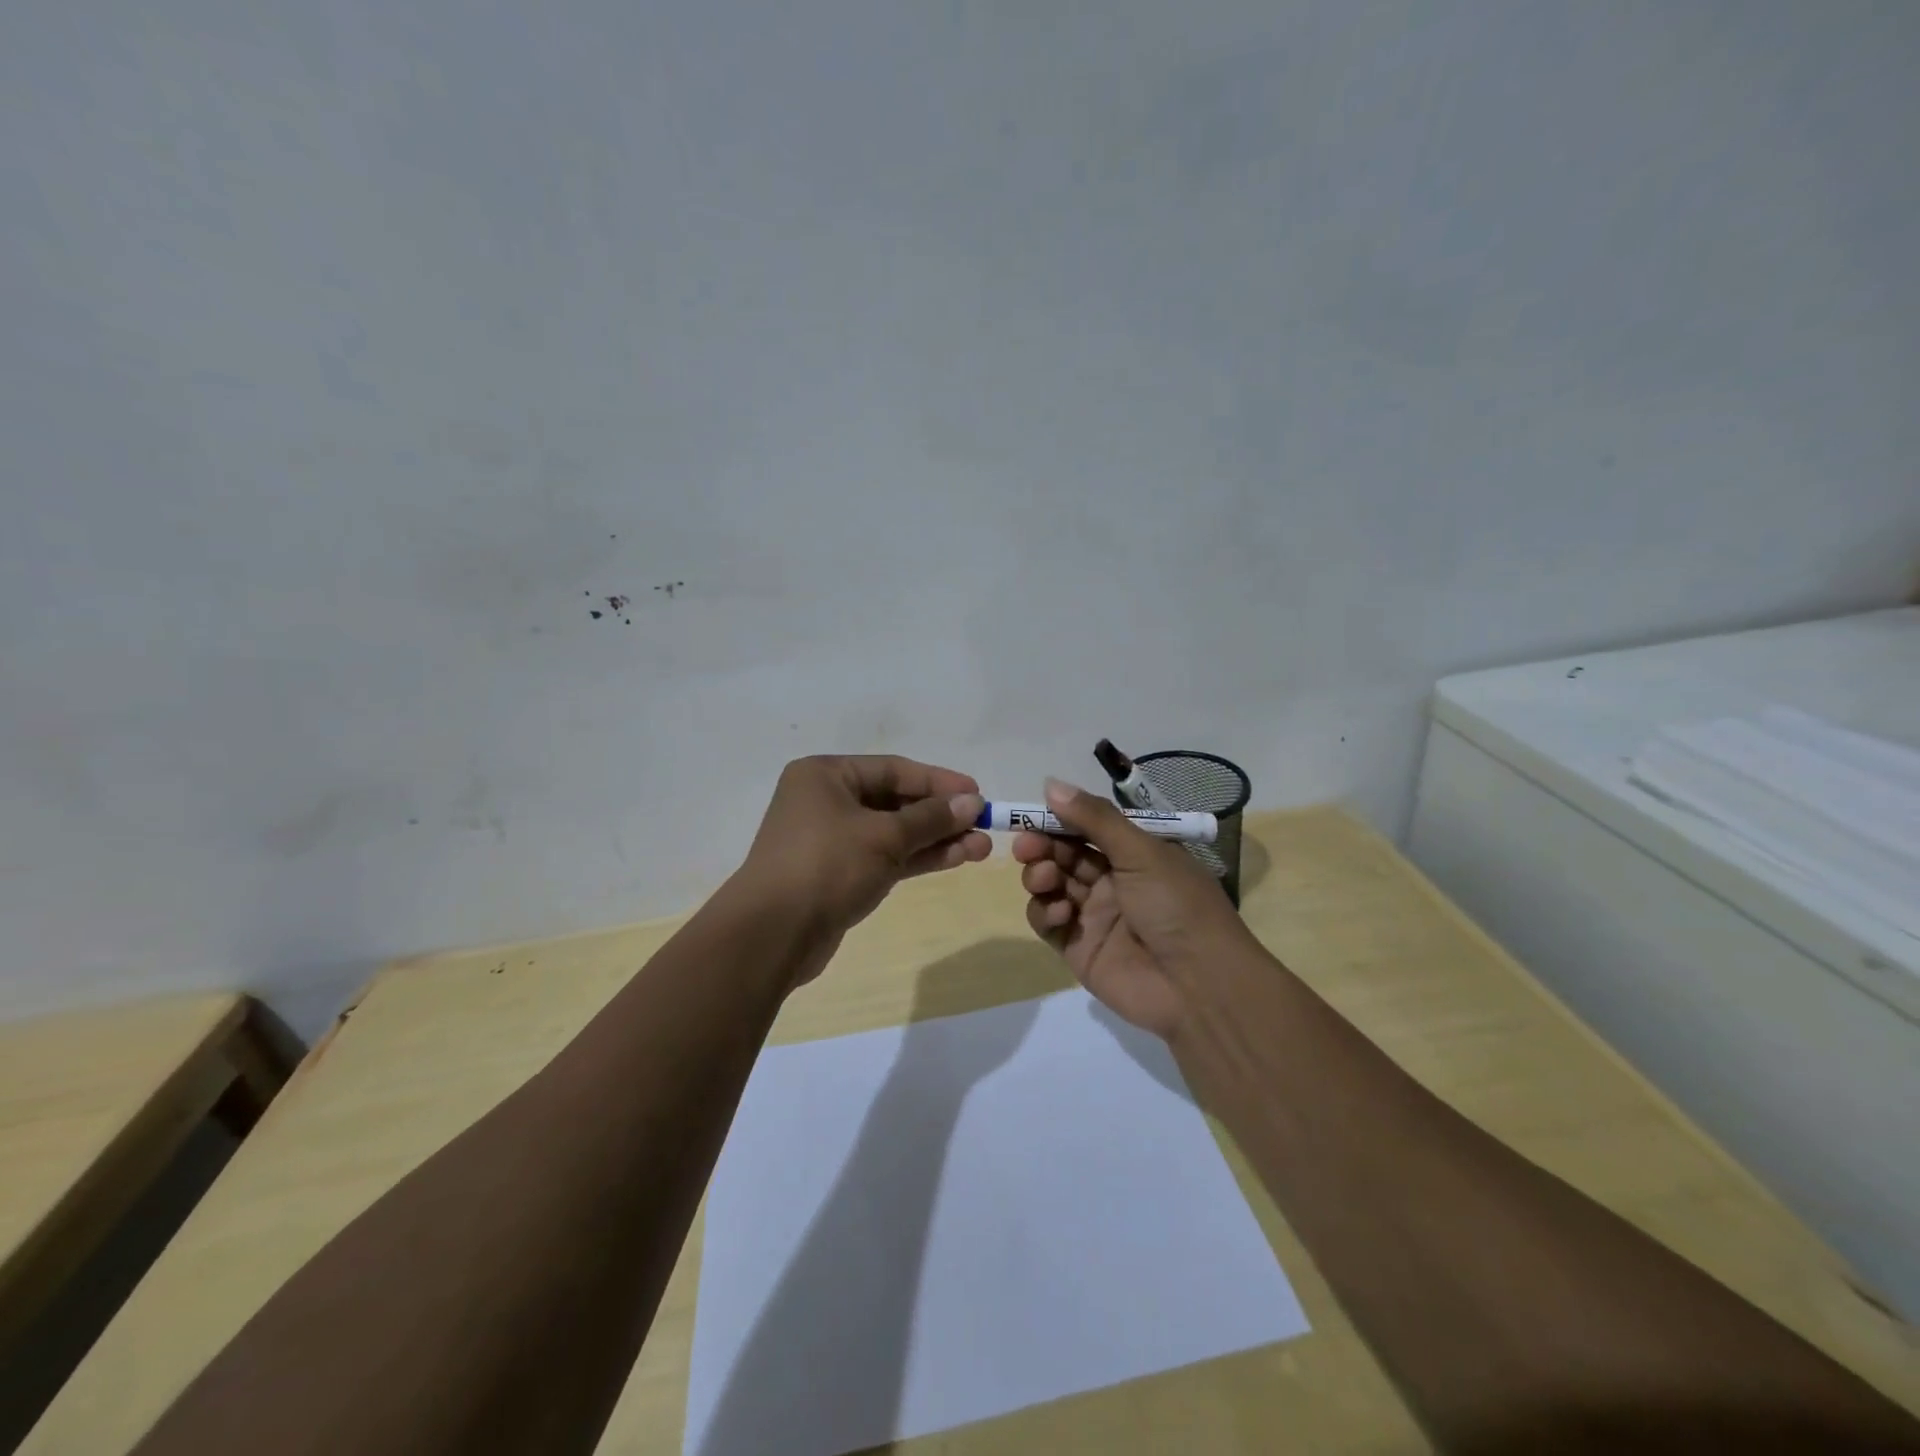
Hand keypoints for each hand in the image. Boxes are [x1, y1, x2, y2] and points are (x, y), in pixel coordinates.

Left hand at [737, 756, 988, 981]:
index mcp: (826, 775)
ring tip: (981, 847)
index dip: (939, 781)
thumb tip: (972, 802)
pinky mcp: (838, 874)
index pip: (894, 769)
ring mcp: (831, 839)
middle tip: (984, 825)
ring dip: (936, 839)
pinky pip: (885, 856)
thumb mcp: (884, 836)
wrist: (772, 935)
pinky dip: (917, 858)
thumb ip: (931, 818)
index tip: (978, 794)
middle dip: (941, 815)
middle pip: (895, 800)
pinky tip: (955, 859)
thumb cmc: (827, 866)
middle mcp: (826, 800)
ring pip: (894, 832)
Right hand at [1014, 778, 1256, 1039]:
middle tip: (1026, 846)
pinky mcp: (1077, 947)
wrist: (1199, 985)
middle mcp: (1112, 880)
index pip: (1086, 827)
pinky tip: (1059, 913)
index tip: (1031, 814)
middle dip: (1042, 845)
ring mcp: (1093, 914)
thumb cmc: (1177, 906)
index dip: (1058, 818)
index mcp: (1134, 853)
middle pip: (1064, 854)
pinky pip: (1048, 922)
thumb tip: (1050, 783)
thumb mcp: (1142, 852)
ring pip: (1051, 885)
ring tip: (1045, 878)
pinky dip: (1045, 911)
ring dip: (1041, 875)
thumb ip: (1095, 818)